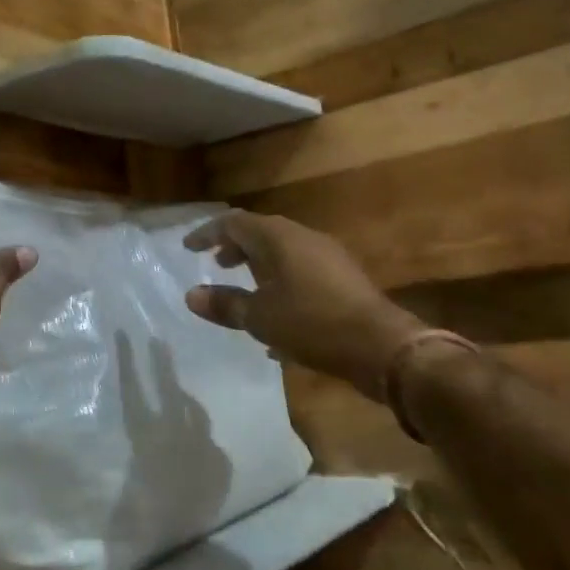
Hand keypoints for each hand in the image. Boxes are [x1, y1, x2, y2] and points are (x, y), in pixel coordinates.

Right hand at [183, 211, 421, 400]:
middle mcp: (303, 238)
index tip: (188, 248)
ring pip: (283, 253)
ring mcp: (327, 256)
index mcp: (278, 238)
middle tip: (216, 265)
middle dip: (235, 248)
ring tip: (244, 290)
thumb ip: (225, 304)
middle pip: (260, 233)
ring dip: (259, 267)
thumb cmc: (312, 323)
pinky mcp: (343, 278)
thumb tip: (192, 295)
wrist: (381, 346)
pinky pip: (301, 271)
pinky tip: (277, 316)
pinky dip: (280, 283)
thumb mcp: (260, 318)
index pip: (233, 223)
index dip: (207, 233)